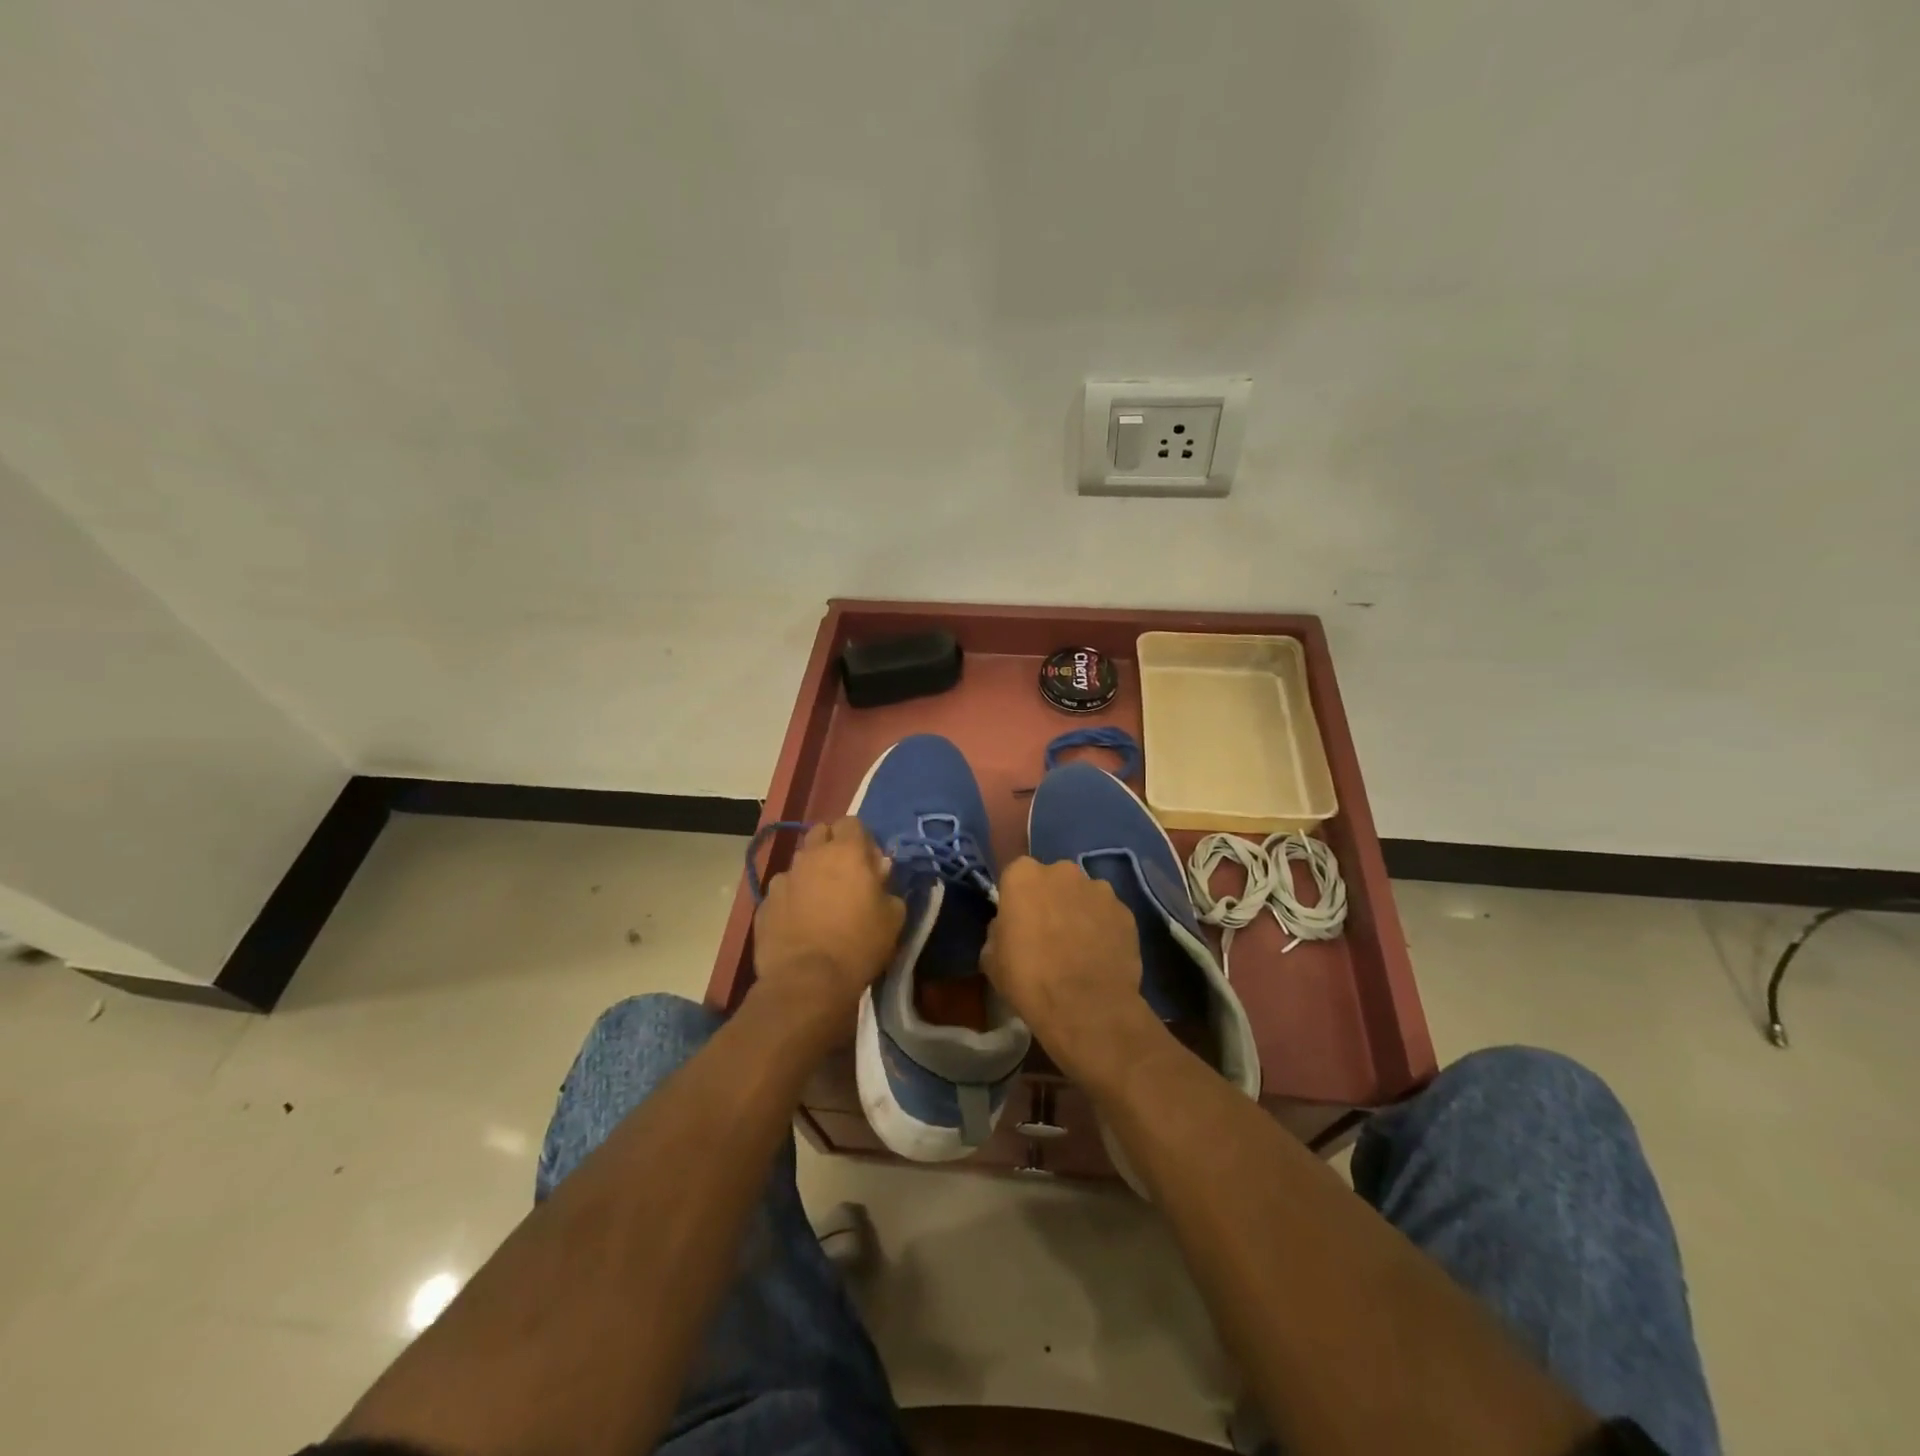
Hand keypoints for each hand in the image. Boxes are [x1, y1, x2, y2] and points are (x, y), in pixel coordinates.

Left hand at [752, 819, 904, 1029]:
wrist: (807, 981)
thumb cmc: (859, 944)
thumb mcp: (894, 917)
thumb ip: (888, 887)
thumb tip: (879, 874)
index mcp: (846, 852)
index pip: (852, 822)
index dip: (862, 839)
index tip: (870, 863)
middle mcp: (811, 856)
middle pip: (820, 833)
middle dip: (832, 846)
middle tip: (845, 875)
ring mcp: (783, 879)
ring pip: (799, 863)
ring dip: (811, 873)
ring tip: (820, 902)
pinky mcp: (764, 904)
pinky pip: (782, 892)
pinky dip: (792, 900)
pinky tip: (800, 923)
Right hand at [981, 857, 1151, 1085]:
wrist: (1086, 1007)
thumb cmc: (1028, 979)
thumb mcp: (991, 958)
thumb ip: (999, 931)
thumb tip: (1008, 928)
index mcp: (1024, 876)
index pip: (1016, 875)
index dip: (1017, 898)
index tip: (1018, 920)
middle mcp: (1063, 871)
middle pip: (1053, 880)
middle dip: (1051, 899)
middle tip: (1048, 933)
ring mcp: (1099, 889)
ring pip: (1084, 895)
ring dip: (1079, 912)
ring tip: (1079, 947)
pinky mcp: (1126, 911)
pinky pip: (1108, 915)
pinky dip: (1104, 928)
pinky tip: (1100, 956)